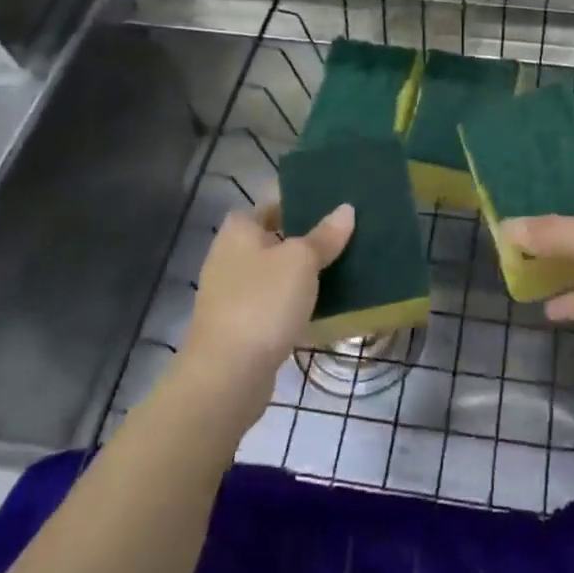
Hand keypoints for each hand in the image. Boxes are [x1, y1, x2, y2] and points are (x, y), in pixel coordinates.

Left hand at [185, 202, 354, 385]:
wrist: (227, 375)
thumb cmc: (262, 302)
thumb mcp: (301, 261)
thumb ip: (324, 235)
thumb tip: (346, 209)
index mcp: (239, 230)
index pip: (272, 201)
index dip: (300, 197)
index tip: (333, 198)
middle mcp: (230, 256)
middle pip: (275, 236)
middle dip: (306, 235)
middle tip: (346, 231)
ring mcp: (233, 293)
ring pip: (276, 271)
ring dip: (302, 270)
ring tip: (343, 263)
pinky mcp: (241, 325)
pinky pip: (274, 302)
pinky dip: (295, 300)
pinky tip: (324, 303)